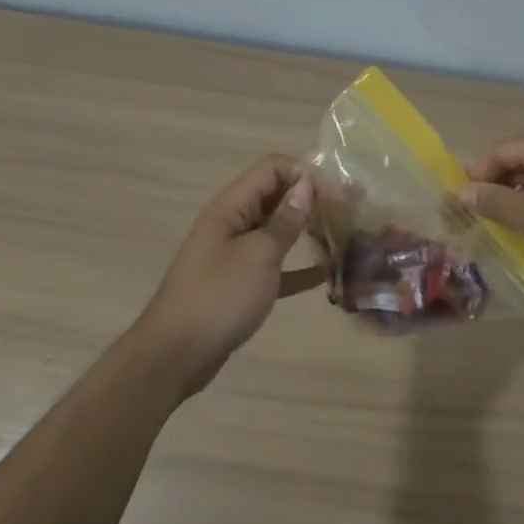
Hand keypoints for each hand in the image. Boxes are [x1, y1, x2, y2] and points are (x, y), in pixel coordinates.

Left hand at [133, 156, 322, 396]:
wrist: (175, 355)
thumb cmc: (219, 297)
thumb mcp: (259, 255)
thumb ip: (285, 220)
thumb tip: (306, 185)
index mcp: (232, 206)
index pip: (273, 168)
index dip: (306, 174)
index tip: (338, 197)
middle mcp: (233, 222)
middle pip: (277, 195)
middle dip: (312, 200)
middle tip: (348, 215)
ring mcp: (235, 253)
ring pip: (278, 230)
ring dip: (308, 230)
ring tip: (342, 239)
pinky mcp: (240, 283)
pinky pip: (275, 265)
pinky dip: (298, 266)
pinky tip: (326, 274)